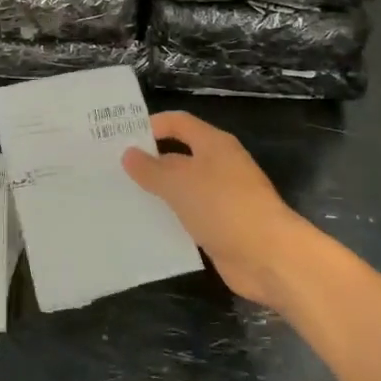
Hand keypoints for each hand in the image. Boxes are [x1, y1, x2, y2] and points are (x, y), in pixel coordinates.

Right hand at [122, 111, 307, 310]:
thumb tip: (129, 154)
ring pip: (182, 188)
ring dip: (157, 192)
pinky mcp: (221, 226)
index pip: (178, 123)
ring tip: (121, 197)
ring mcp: (222, 197)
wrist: (269, 257)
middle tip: (112, 169)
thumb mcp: (180, 183)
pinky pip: (189, 215)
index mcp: (214, 144)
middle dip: (149, 161)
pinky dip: (169, 218)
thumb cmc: (224, 207)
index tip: (120, 137)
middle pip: (179, 155)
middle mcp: (219, 166)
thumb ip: (151, 169)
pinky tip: (145, 225)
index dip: (151, 125)